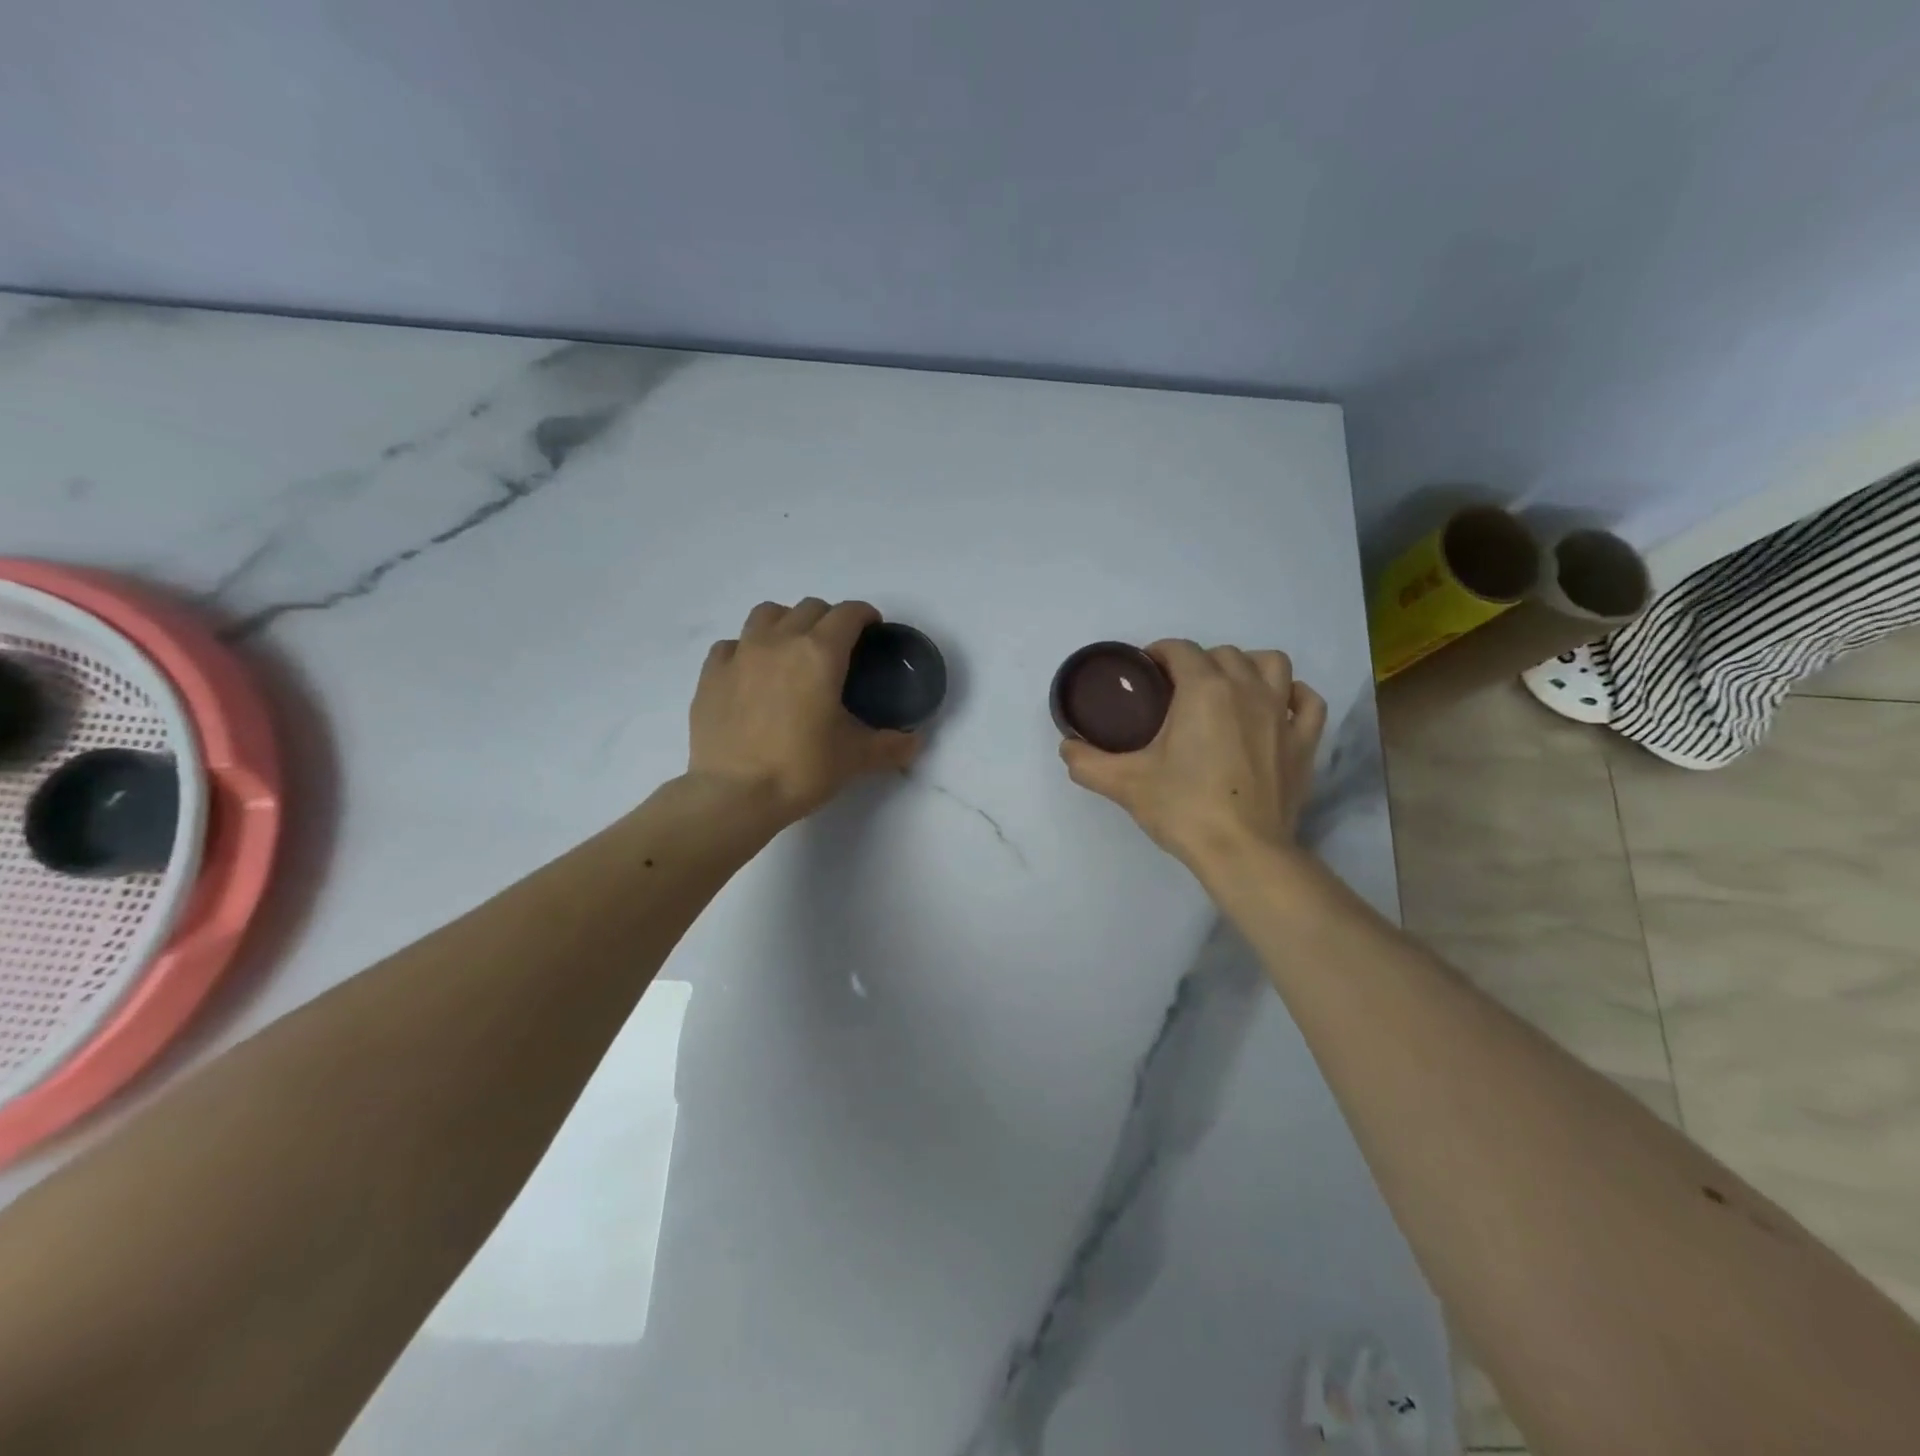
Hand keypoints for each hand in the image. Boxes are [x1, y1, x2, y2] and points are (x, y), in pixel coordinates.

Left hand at [689, 598, 921, 822]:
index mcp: (820, 653)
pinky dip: (747, 649)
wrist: (734, 794)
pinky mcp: (710, 674)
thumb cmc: (801, 769)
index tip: (872, 630)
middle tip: (837, 648)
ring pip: (766, 614)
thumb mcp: (856, 758)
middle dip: (829, 619)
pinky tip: (752, 673)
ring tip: (792, 649)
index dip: (865, 616)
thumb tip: (915, 742)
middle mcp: (779, 641)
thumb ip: (891, 745)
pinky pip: (732, 644)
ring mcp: (740, 654)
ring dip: (786, 622)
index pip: (848, 614)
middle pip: (809, 608)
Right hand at [1060, 640, 1326, 869]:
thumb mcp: (1123, 784)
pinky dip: (1293, 696)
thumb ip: (1087, 761)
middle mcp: (1246, 688)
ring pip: (1272, 664)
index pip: (1179, 649)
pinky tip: (1277, 707)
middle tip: (1177, 693)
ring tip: (1229, 689)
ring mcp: (1281, 713)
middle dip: (1197, 663)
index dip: (1158, 654)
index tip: (1145, 673)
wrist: (1242, 852)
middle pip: (1223, 654)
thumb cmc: (1183, 808)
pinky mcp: (1304, 741)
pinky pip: (1307, 701)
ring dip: (1248, 667)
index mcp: (1203, 689)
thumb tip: (1067, 747)